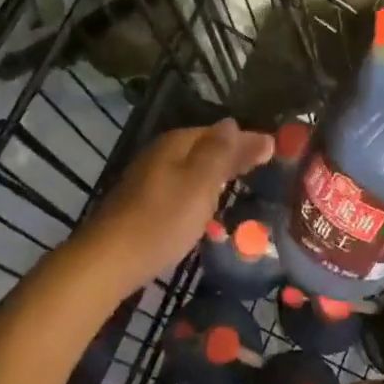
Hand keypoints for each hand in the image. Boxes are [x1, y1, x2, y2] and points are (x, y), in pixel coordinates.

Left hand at [74, 120, 274, 293]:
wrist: (109, 260)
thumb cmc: (162, 220)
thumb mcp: (199, 183)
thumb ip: (220, 153)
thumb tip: (235, 123)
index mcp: (176, 144)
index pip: (219, 133)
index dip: (246, 140)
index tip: (274, 149)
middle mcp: (161, 154)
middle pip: (204, 148)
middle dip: (232, 155)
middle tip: (264, 165)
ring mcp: (149, 179)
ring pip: (191, 169)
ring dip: (216, 174)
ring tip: (242, 183)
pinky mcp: (143, 204)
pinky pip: (181, 188)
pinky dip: (199, 192)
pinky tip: (206, 206)